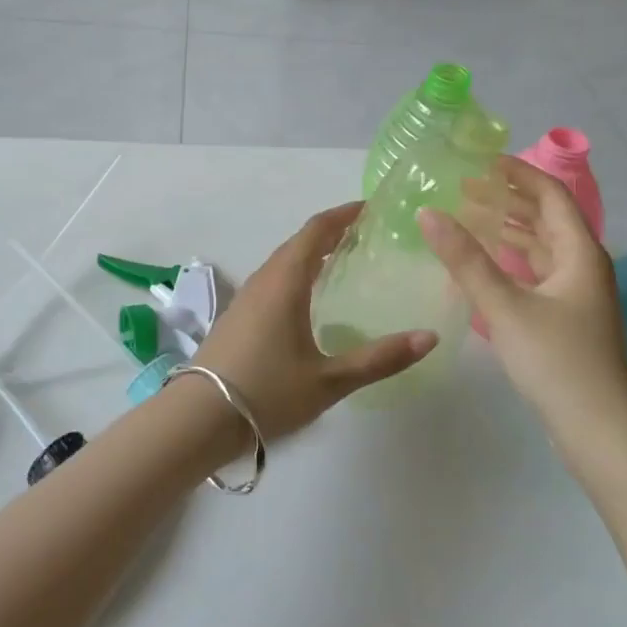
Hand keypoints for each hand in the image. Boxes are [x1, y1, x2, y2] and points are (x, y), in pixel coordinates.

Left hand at [191, 203, 436, 439]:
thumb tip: (429, 337)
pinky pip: (273, 279)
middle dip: (331, 231)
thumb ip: (380, 359)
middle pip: (299, 242)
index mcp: (285, 282)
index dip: (343, 214)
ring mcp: (246, 297)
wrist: (197, 419)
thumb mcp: (329, 380)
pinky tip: (308, 298)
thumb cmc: (267, 392)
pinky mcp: (237, 316)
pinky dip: (297, 272)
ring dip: (311, 252)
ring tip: (342, 260)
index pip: (316, 231)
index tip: (370, 207)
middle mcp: (264, 280)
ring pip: (283, 261)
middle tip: (366, 234)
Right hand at [420, 158, 626, 436]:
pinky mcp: (568, 319)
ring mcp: (578, 295)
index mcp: (579, 253)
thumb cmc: (557, 361)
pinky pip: (537, 272)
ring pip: (541, 247)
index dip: (519, 172)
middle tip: (465, 188)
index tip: (482, 160)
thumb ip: (465, 259)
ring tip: (468, 217)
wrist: (600, 432)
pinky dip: (511, 260)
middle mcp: (583, 266)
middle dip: (508, 199)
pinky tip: (485, 265)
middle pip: (546, 218)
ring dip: (508, 229)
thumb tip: (428, 213)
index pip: (550, 194)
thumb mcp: (505, 307)